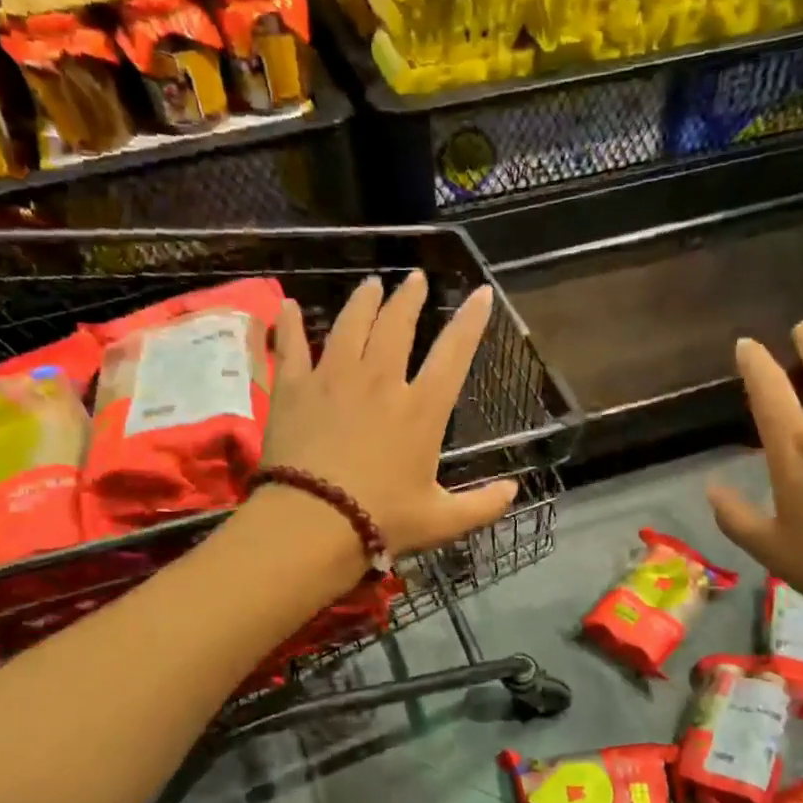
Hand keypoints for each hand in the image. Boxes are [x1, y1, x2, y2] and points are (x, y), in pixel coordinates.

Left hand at [261, 272, 518, 556]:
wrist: (313, 522)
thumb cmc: (383, 520)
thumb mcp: (442, 521)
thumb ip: (482, 505)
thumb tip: (513, 491)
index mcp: (422, 410)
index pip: (454, 354)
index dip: (471, 321)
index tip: (481, 293)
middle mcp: (381, 381)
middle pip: (397, 326)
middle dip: (410, 298)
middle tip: (415, 279)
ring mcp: (334, 379)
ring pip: (351, 325)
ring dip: (364, 301)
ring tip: (371, 285)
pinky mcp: (295, 389)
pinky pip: (292, 346)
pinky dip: (290, 324)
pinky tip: (289, 306)